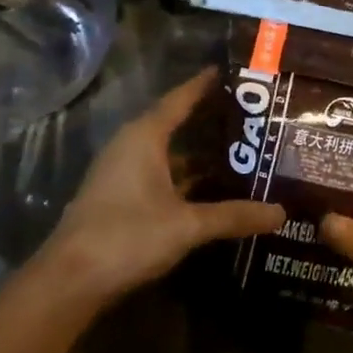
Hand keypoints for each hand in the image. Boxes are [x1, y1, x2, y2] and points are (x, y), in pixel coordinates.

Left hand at [39, 69, 284, 305]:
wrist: (71, 280)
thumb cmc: (128, 236)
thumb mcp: (187, 225)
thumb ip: (233, 216)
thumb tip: (280, 213)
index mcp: (143, 138)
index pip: (178, 100)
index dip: (203, 85)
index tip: (230, 71)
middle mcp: (130, 148)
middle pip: (174, 125)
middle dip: (209, 122)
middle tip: (250, 117)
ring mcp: (122, 175)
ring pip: (168, 155)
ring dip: (198, 155)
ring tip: (240, 153)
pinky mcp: (120, 200)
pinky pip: (160, 176)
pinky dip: (185, 178)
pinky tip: (212, 190)